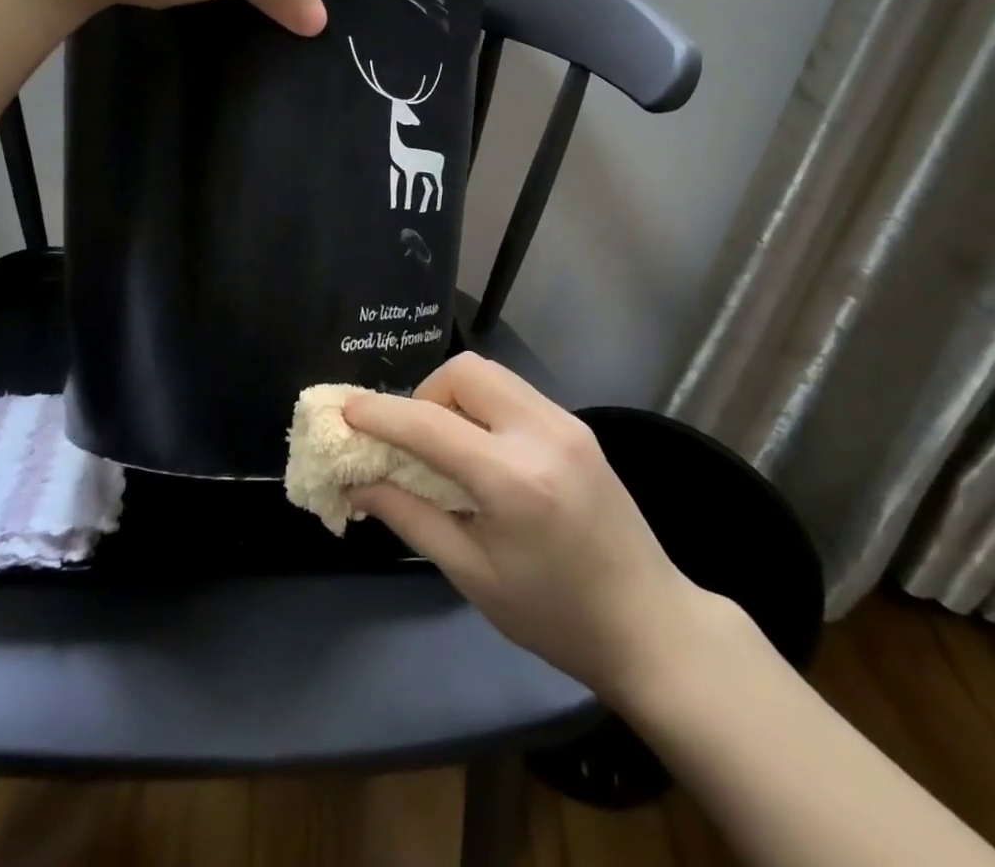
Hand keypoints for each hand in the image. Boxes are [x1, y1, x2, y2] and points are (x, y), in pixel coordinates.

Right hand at [343, 354, 725, 704]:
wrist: (650, 623)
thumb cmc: (554, 615)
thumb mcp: (472, 574)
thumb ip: (410, 517)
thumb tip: (357, 483)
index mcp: (513, 479)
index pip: (429, 424)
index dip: (380, 414)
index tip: (344, 411)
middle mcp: (541, 432)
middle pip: (464, 371)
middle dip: (424, 394)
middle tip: (413, 442)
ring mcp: (566, 422)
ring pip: (490, 373)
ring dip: (453, 395)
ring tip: (446, 446)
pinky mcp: (577, 424)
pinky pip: (514, 390)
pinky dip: (483, 404)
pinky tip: (482, 449)